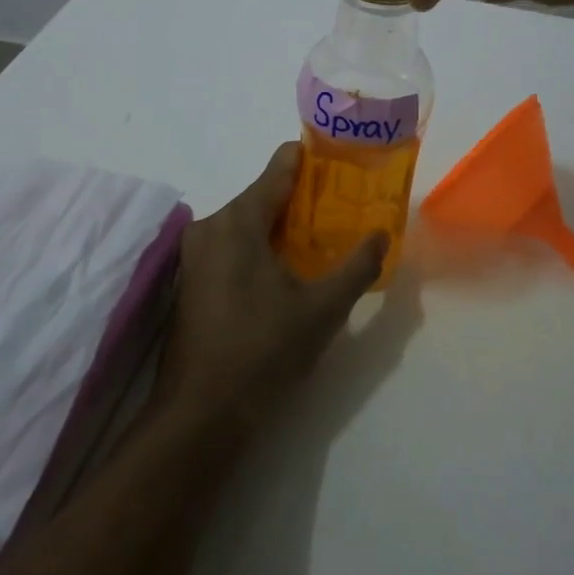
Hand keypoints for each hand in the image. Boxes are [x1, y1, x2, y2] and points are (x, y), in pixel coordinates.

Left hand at [156, 145, 385, 434]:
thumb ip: (357, 266)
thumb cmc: (263, 352)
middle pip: (263, 194)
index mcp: (238, 221)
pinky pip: (232, 244)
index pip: (279, 167)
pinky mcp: (191, 279)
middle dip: (303, 198)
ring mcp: (195, 254)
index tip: (343, 163)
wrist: (200, 415)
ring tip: (322, 238)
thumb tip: (382, 234)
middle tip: (343, 208)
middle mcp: (210, 226)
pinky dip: (260, 245)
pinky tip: (287, 269)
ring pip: (247, 222)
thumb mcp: (322, 310)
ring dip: (282, 226)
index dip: (313, 159)